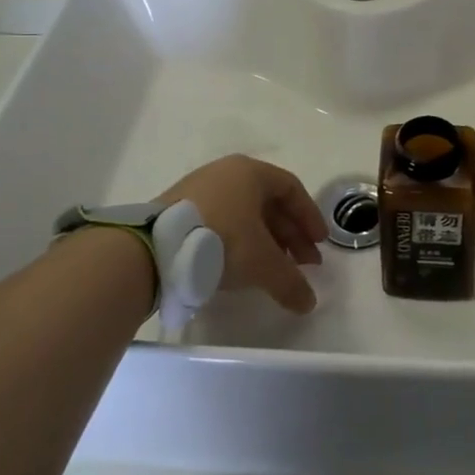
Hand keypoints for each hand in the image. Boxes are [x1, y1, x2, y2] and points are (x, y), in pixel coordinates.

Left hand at [154, 155, 326, 313]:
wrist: (155, 247)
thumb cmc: (221, 240)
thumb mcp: (263, 263)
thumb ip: (290, 281)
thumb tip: (308, 302)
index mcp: (250, 172)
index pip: (291, 189)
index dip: (309, 217)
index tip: (319, 244)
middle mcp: (226, 172)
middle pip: (268, 202)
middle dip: (289, 235)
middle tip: (302, 264)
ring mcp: (200, 188)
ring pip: (244, 213)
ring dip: (265, 240)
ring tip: (273, 270)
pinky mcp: (179, 208)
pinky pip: (222, 220)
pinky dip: (239, 241)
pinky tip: (240, 267)